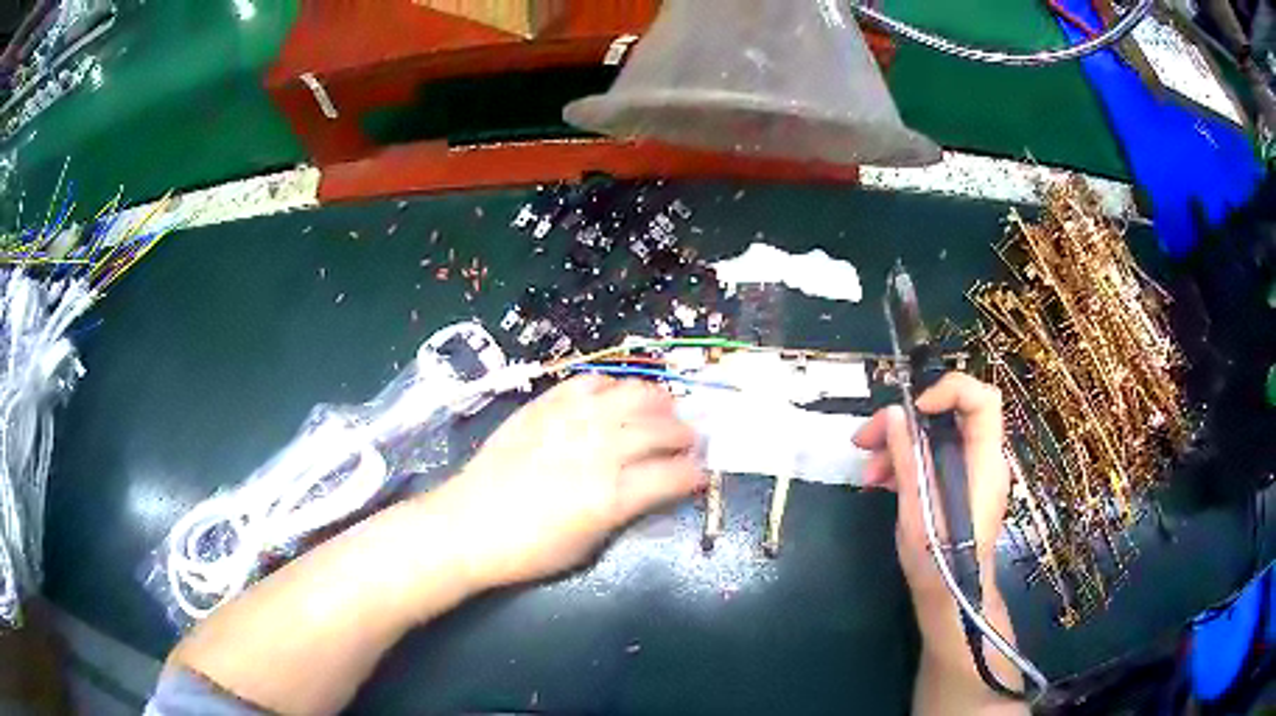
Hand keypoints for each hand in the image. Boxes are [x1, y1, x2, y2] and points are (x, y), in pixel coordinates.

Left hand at [425, 375, 705, 590]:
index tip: (701, 474)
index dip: (695, 473)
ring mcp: (570, 423)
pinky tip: (617, 393)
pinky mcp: (544, 407)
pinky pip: (587, 383)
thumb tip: (651, 490)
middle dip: (685, 434)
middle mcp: (598, 451)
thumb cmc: (529, 550)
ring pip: (630, 396)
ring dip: (658, 400)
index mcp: (611, 496)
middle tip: (690, 440)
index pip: (673, 474)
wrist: (468, 525)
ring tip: (665, 407)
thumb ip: (626, 513)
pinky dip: (611, 384)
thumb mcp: (588, 547)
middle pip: (660, 429)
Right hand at [853, 373, 1011, 596]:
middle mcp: (983, 460)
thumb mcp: (916, 508)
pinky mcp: (957, 487)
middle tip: (865, 437)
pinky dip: (905, 464)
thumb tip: (894, 416)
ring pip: (935, 439)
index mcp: (984, 461)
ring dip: (897, 446)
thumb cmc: (938, 558)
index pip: (982, 400)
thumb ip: (908, 458)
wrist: (950, 598)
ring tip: (865, 471)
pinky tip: (878, 481)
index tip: (914, 409)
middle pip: (948, 418)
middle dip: (905, 422)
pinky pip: (933, 460)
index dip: (949, 391)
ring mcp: (970, 473)